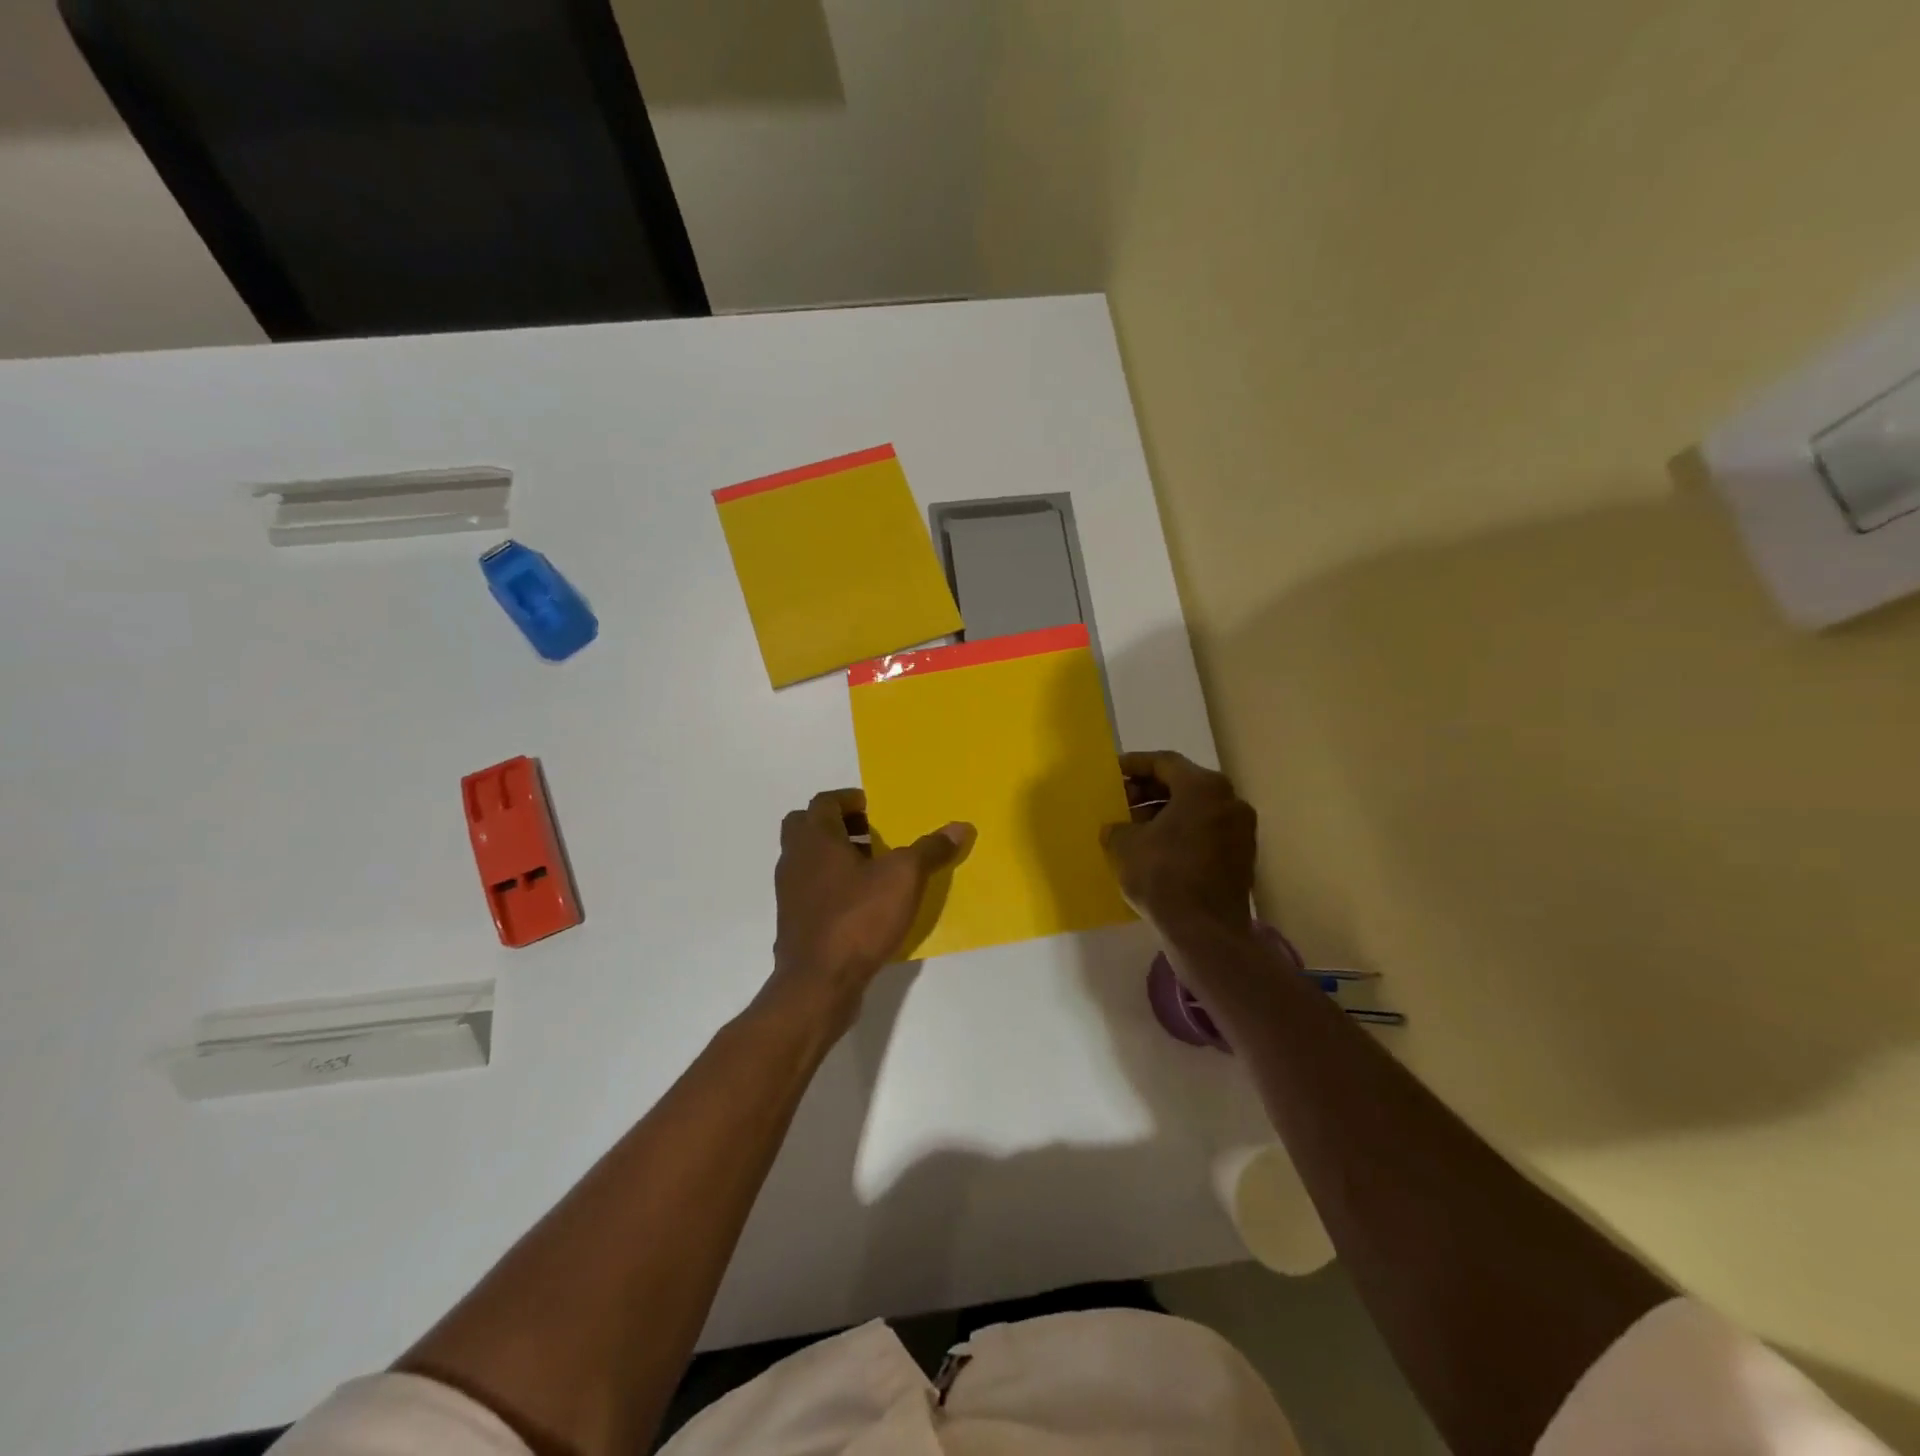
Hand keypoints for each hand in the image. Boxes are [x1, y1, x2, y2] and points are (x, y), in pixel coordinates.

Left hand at [766, 789, 973, 1020]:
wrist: (818, 984)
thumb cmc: (858, 919)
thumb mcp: (904, 878)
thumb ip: (929, 850)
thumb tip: (959, 827)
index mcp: (816, 839)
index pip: (824, 802)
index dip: (848, 800)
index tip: (874, 807)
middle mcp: (795, 859)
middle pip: (807, 826)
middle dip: (838, 825)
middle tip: (871, 833)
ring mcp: (790, 893)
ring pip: (808, 859)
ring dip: (835, 856)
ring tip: (873, 869)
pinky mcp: (794, 922)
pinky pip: (811, 890)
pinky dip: (832, 886)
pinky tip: (862, 904)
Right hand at [1101, 751, 1256, 941]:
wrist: (1204, 932)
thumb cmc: (1162, 876)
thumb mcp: (1125, 845)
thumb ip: (1118, 827)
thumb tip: (1117, 829)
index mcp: (1204, 787)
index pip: (1164, 763)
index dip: (1134, 765)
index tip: (1112, 773)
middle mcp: (1229, 800)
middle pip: (1183, 784)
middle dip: (1148, 791)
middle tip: (1120, 802)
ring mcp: (1241, 830)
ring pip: (1196, 809)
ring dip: (1164, 813)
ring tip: (1133, 829)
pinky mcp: (1242, 857)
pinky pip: (1206, 832)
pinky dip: (1181, 833)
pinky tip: (1155, 850)